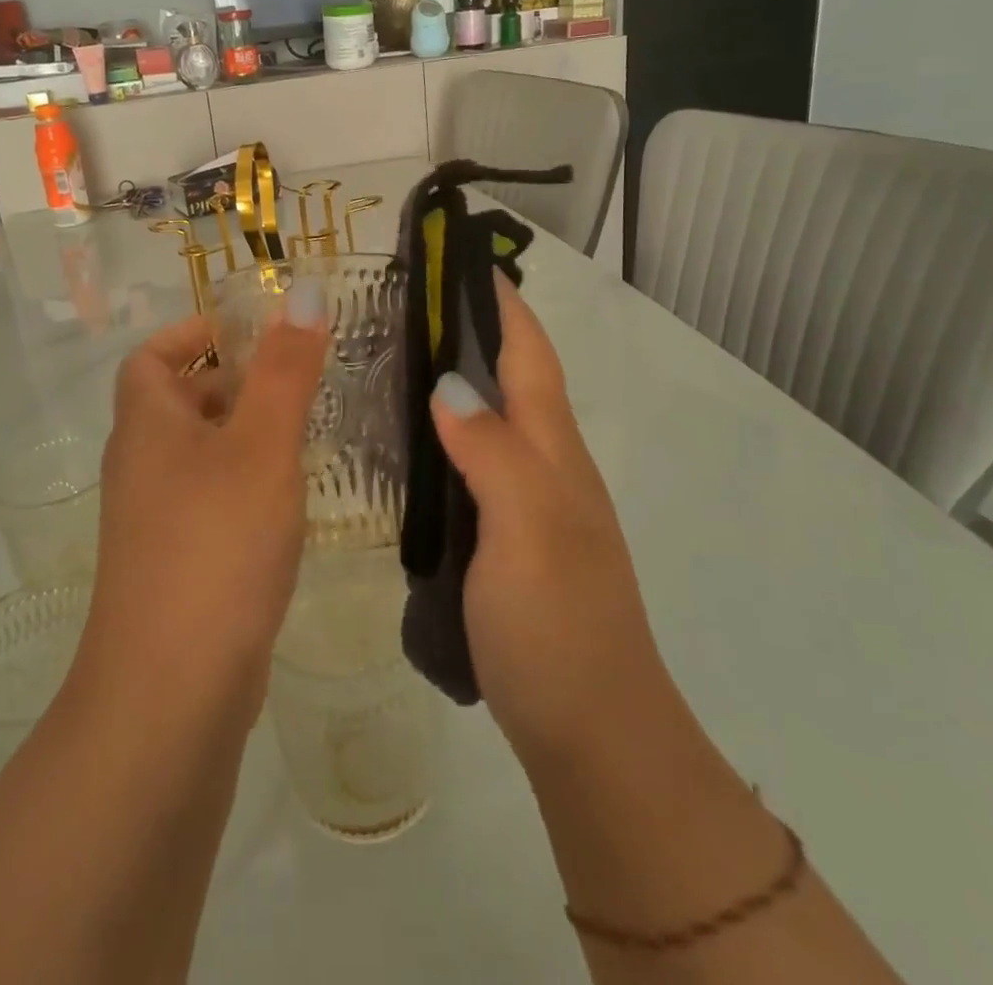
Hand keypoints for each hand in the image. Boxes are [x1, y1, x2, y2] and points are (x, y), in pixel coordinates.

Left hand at [75, 289, 329, 720]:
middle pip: (178, 401)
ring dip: (243, 435)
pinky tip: (287, 502)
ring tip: (304, 434)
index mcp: (146, 425)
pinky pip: (209, 499)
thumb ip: (286, 369)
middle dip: (232, 382)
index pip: (151, 357)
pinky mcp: (176, 564)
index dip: (192, 334)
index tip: (250, 333)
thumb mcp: (261, 445)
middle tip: (295, 380)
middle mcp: (140, 466)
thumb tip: (303, 292)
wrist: (171, 690)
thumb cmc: (216, 543)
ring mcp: (154, 520)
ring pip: (200, 453)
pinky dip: (243, 484)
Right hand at [428, 273, 671, 773]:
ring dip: (459, 379)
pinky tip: (412, 444)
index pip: (530, 357)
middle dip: (473, 330)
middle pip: (513, 380)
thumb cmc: (558, 626)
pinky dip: (448, 435)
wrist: (594, 733)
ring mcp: (530, 505)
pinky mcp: (510, 539)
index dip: (503, 305)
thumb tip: (448, 385)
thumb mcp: (526, 530)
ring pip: (494, 420)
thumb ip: (491, 453)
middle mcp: (547, 466)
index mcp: (553, 453)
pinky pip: (477, 465)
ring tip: (398, 358)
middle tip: (409, 303)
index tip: (464, 260)